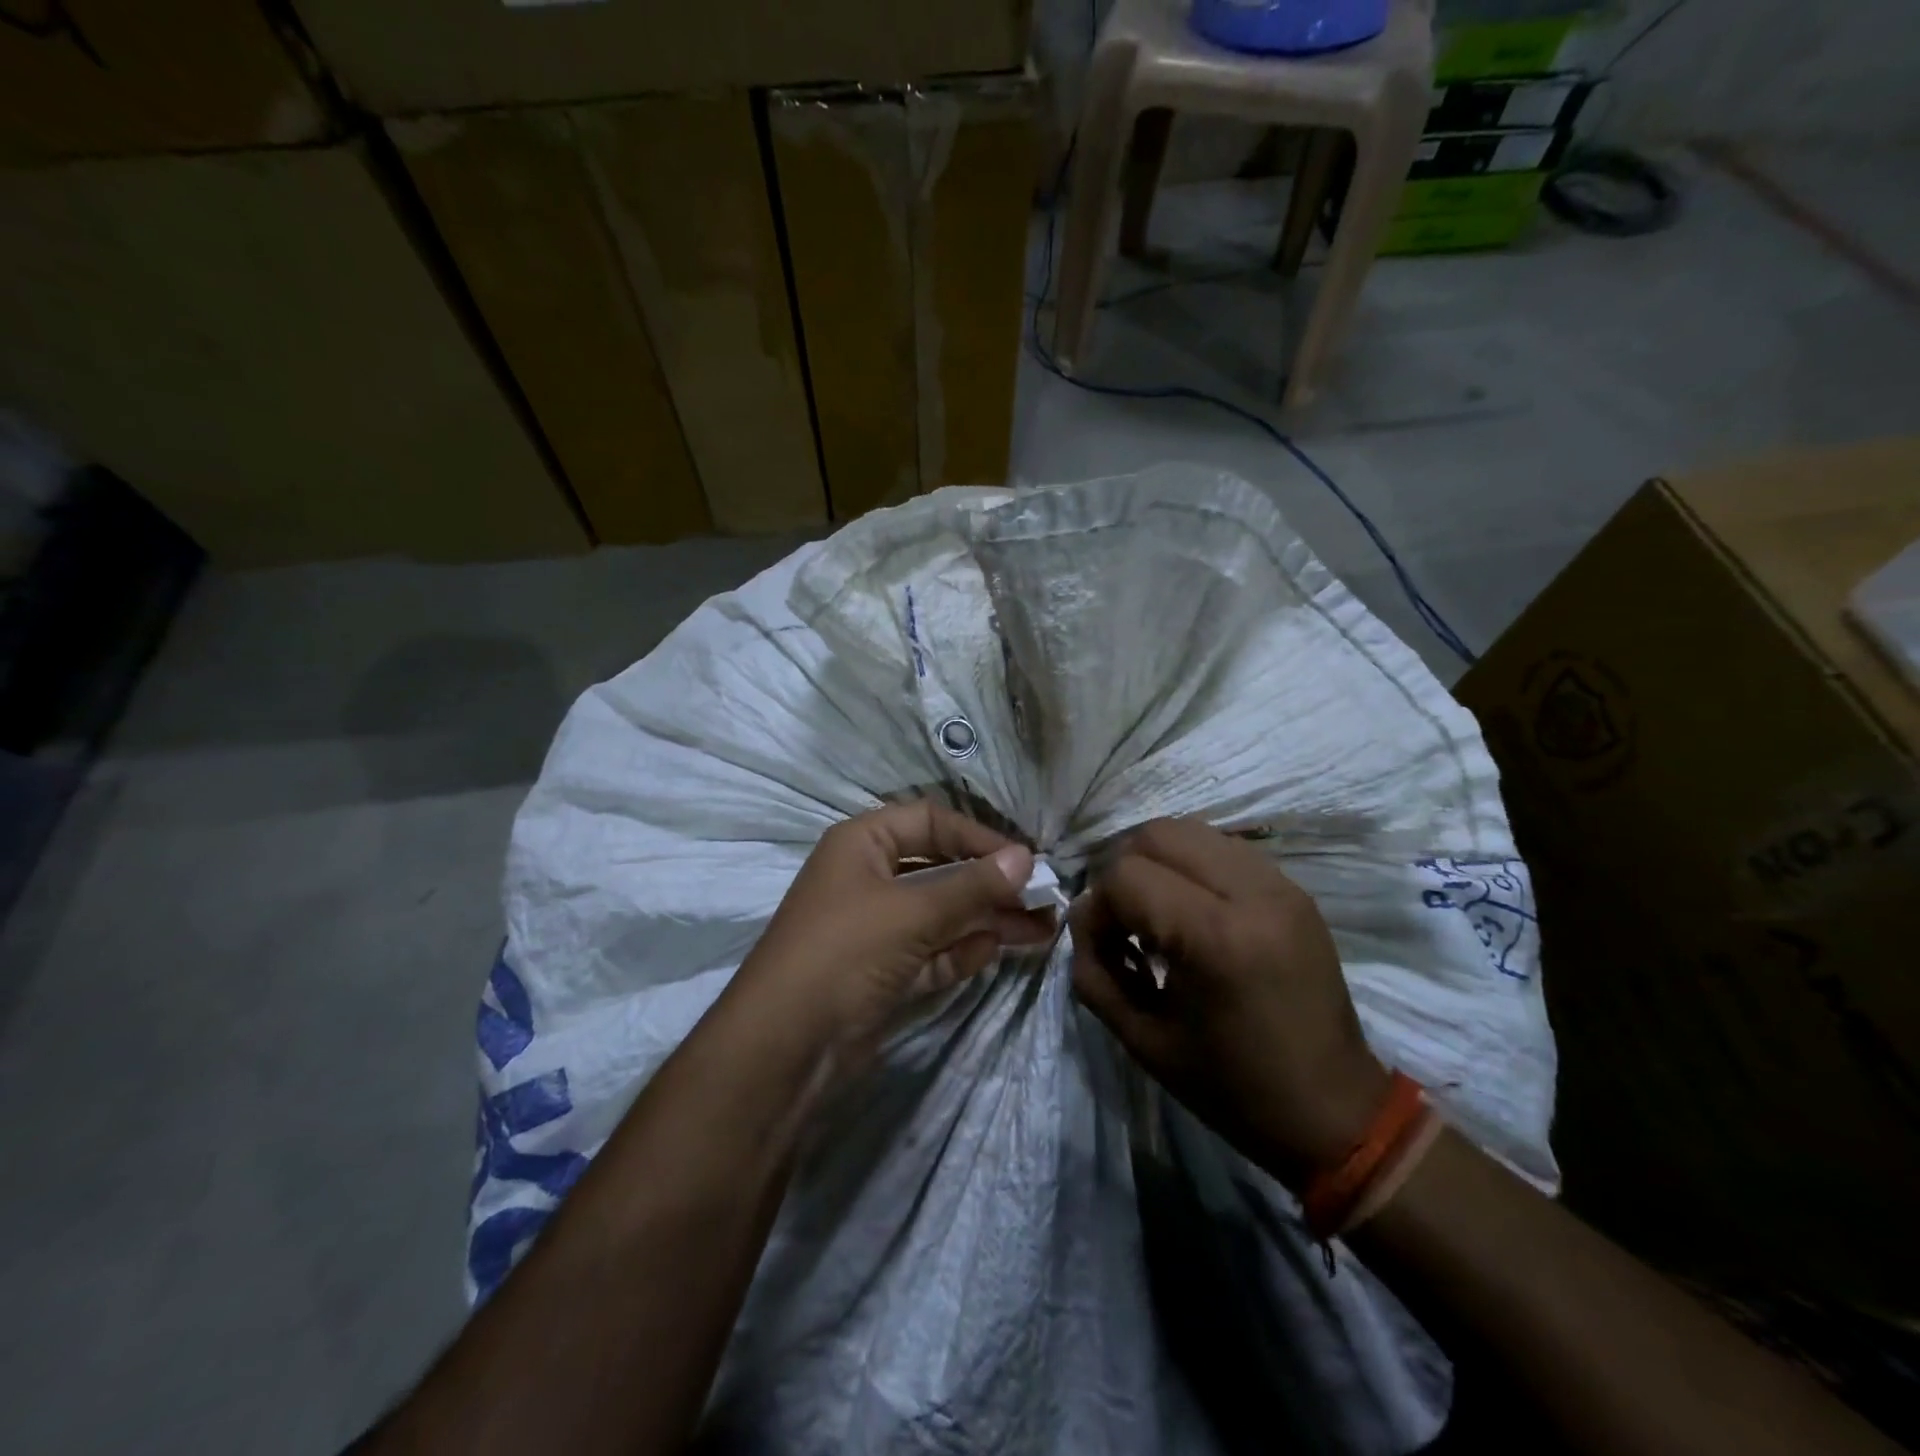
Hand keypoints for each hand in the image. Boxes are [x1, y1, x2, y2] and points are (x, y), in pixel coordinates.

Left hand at [730, 801, 1055, 1079]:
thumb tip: (1025, 858)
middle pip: (940, 869)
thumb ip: (972, 886)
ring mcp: (874, 928)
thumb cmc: (845, 952)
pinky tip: (994, 951)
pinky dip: (961, 951)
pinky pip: (931, 952)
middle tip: (1042, 898)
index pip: (930, 822)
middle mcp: (867, 878)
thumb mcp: (912, 912)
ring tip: (1041, 928)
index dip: (977, 836)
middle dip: (990, 884)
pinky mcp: (882, 973)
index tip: (1023, 860)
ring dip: (986, 919)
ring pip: (940, 914)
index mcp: (862, 844)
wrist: (785, 1047)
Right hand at [1070, 817, 1388, 1186]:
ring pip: (1188, 831)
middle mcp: (1251, 893)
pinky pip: (1222, 848)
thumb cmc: (1233, 1088)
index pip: (1126, 876)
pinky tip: (1191, 912)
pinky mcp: (1293, 889)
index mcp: (1215, 938)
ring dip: (1156, 863)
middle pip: (1155, 835)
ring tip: (1156, 914)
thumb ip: (1095, 972)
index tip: (1103, 949)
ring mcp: (1279, 884)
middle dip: (1122, 872)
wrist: (1335, 1112)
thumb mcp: (1143, 1041)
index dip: (1098, 908)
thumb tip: (1082, 918)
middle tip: (1123, 922)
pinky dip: (1190, 867)